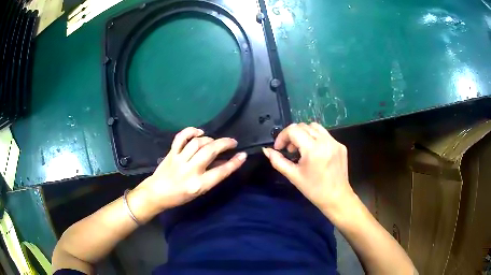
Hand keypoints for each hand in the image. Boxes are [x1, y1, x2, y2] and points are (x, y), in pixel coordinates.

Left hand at [135, 127, 246, 210]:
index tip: (243, 155)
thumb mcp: (199, 191)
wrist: (157, 193)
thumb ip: (212, 176)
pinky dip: (191, 131)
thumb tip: (224, 160)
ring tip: (214, 142)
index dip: (234, 162)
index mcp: (199, 184)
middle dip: (224, 144)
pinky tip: (199, 132)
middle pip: (210, 151)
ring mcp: (179, 160)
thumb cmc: (180, 196)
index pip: (221, 171)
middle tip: (232, 142)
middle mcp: (190, 171)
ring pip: (198, 143)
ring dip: (210, 139)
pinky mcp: (171, 153)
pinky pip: (181, 137)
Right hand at [262, 123, 353, 215]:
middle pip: (303, 126)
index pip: (293, 130)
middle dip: (292, 135)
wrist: (337, 198)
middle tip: (290, 150)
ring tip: (301, 149)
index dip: (282, 136)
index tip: (279, 148)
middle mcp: (325, 141)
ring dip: (304, 134)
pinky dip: (315, 138)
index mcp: (313, 149)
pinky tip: (314, 153)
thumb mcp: (293, 176)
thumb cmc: (314, 190)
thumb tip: (266, 150)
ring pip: (315, 127)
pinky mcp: (341, 145)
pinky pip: (325, 135)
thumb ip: (278, 161)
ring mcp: (335, 142)